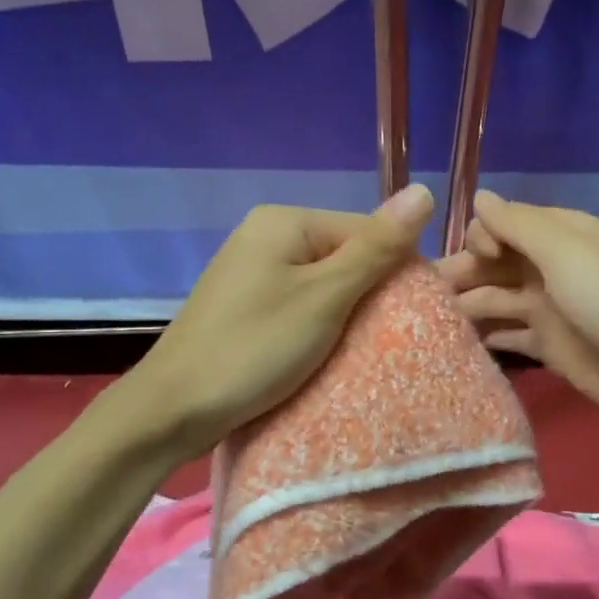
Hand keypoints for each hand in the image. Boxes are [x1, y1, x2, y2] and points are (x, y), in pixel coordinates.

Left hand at [132, 186, 434, 453]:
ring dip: (345, 315)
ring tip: (360, 351)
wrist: (174, 408)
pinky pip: (297, 305)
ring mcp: (250, 271)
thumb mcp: (325, 298)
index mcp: (285, 221)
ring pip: (322, 285)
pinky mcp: (243, 305)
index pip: (366, 230)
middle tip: (389, 340)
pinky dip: (317, 327)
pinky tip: (325, 354)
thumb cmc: (255, 348)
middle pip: (343, 256)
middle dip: (369, 295)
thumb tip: (424, 190)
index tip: (414, 317)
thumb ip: (376, 249)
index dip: (395, 271)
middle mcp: (265, 235)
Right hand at [436, 191, 598, 430]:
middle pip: (492, 265)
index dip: (480, 238)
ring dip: (466, 306)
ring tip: (426, 323)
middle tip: (422, 297)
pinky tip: (454, 345)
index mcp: (558, 236)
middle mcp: (549, 268)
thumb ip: (518, 225)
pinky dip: (486, 337)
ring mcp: (549, 310)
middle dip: (461, 274)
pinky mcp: (550, 348)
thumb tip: (480, 197)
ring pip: (495, 300)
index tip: (476, 259)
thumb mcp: (565, 251)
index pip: (502, 225)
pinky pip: (509, 336)